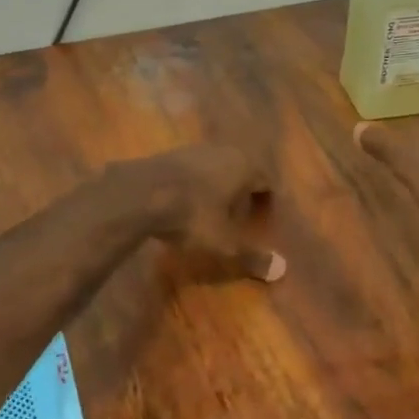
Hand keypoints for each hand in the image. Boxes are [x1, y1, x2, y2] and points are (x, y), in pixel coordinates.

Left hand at [122, 145, 283, 282]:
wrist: (138, 193)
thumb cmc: (192, 215)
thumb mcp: (223, 242)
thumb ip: (251, 255)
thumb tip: (280, 270)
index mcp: (244, 165)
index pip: (266, 181)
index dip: (267, 203)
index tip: (264, 221)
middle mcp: (223, 150)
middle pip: (242, 171)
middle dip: (243, 193)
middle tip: (241, 217)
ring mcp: (193, 149)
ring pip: (216, 168)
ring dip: (218, 188)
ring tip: (212, 212)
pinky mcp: (168, 154)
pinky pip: (192, 171)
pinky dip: (195, 186)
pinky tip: (185, 204)